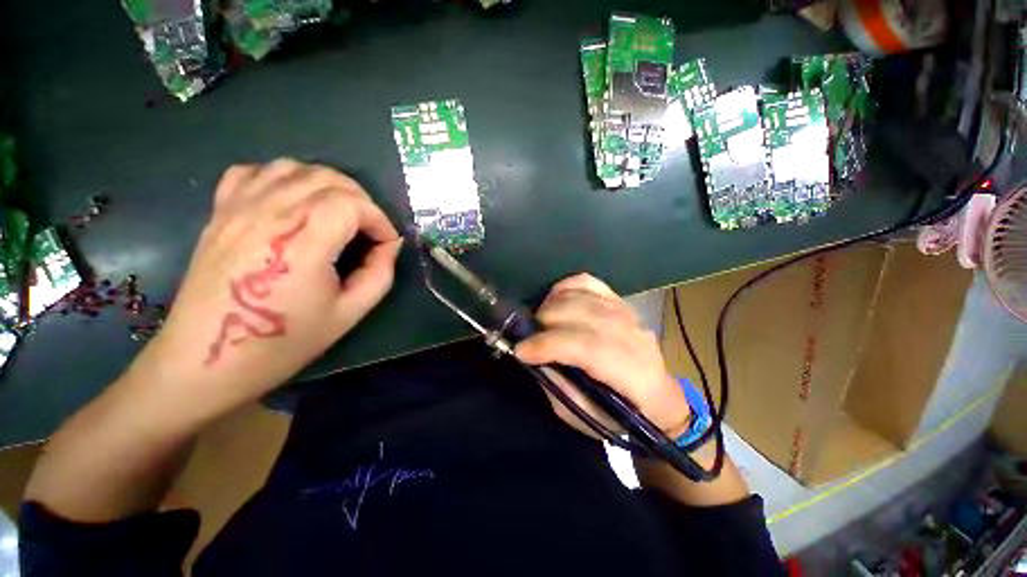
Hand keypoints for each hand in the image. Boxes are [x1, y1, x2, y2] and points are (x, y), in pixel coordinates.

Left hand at [124, 159, 401, 420]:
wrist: (207, 360)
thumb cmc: (283, 342)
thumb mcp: (349, 313)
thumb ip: (379, 274)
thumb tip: (389, 246)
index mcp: (302, 242)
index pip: (353, 203)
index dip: (379, 220)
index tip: (386, 243)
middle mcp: (269, 214)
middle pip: (328, 178)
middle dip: (362, 200)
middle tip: (369, 230)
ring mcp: (238, 208)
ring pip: (294, 167)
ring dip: (328, 184)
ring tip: (338, 213)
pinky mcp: (220, 212)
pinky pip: (254, 171)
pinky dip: (283, 177)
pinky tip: (293, 201)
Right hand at [514, 274, 689, 439]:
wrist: (657, 397)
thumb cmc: (620, 415)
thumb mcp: (585, 416)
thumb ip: (559, 386)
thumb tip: (533, 357)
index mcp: (634, 376)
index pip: (589, 348)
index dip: (550, 345)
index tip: (521, 350)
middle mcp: (635, 338)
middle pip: (586, 315)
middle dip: (547, 321)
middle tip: (529, 334)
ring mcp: (629, 314)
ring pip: (585, 296)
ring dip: (553, 304)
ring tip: (539, 320)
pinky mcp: (620, 302)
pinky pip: (589, 282)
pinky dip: (566, 286)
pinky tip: (554, 299)